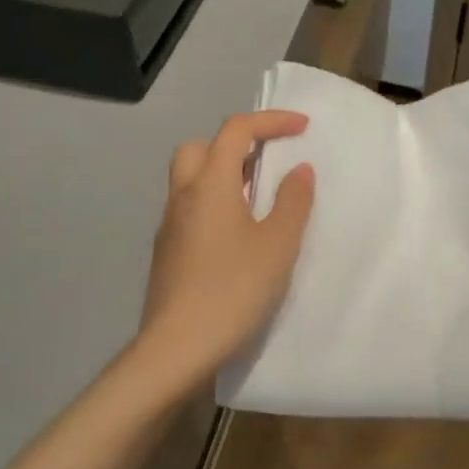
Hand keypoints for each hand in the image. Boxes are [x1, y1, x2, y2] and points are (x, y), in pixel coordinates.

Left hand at [138, 109, 315, 386]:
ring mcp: (169, 226)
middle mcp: (183, 196)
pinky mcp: (166, 253)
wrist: (177, 347)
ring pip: (191, 179)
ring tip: (258, 201)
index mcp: (210, 184)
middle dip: (235, 144)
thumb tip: (299, 170)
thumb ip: (293, 201)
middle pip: (200, 148)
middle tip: (266, 164)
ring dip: (223, 175)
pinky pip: (190, 209)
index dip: (270, 121)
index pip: (236, 130)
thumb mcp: (278, 245)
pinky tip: (236, 237)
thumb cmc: (234, 289)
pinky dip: (213, 204)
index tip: (301, 128)